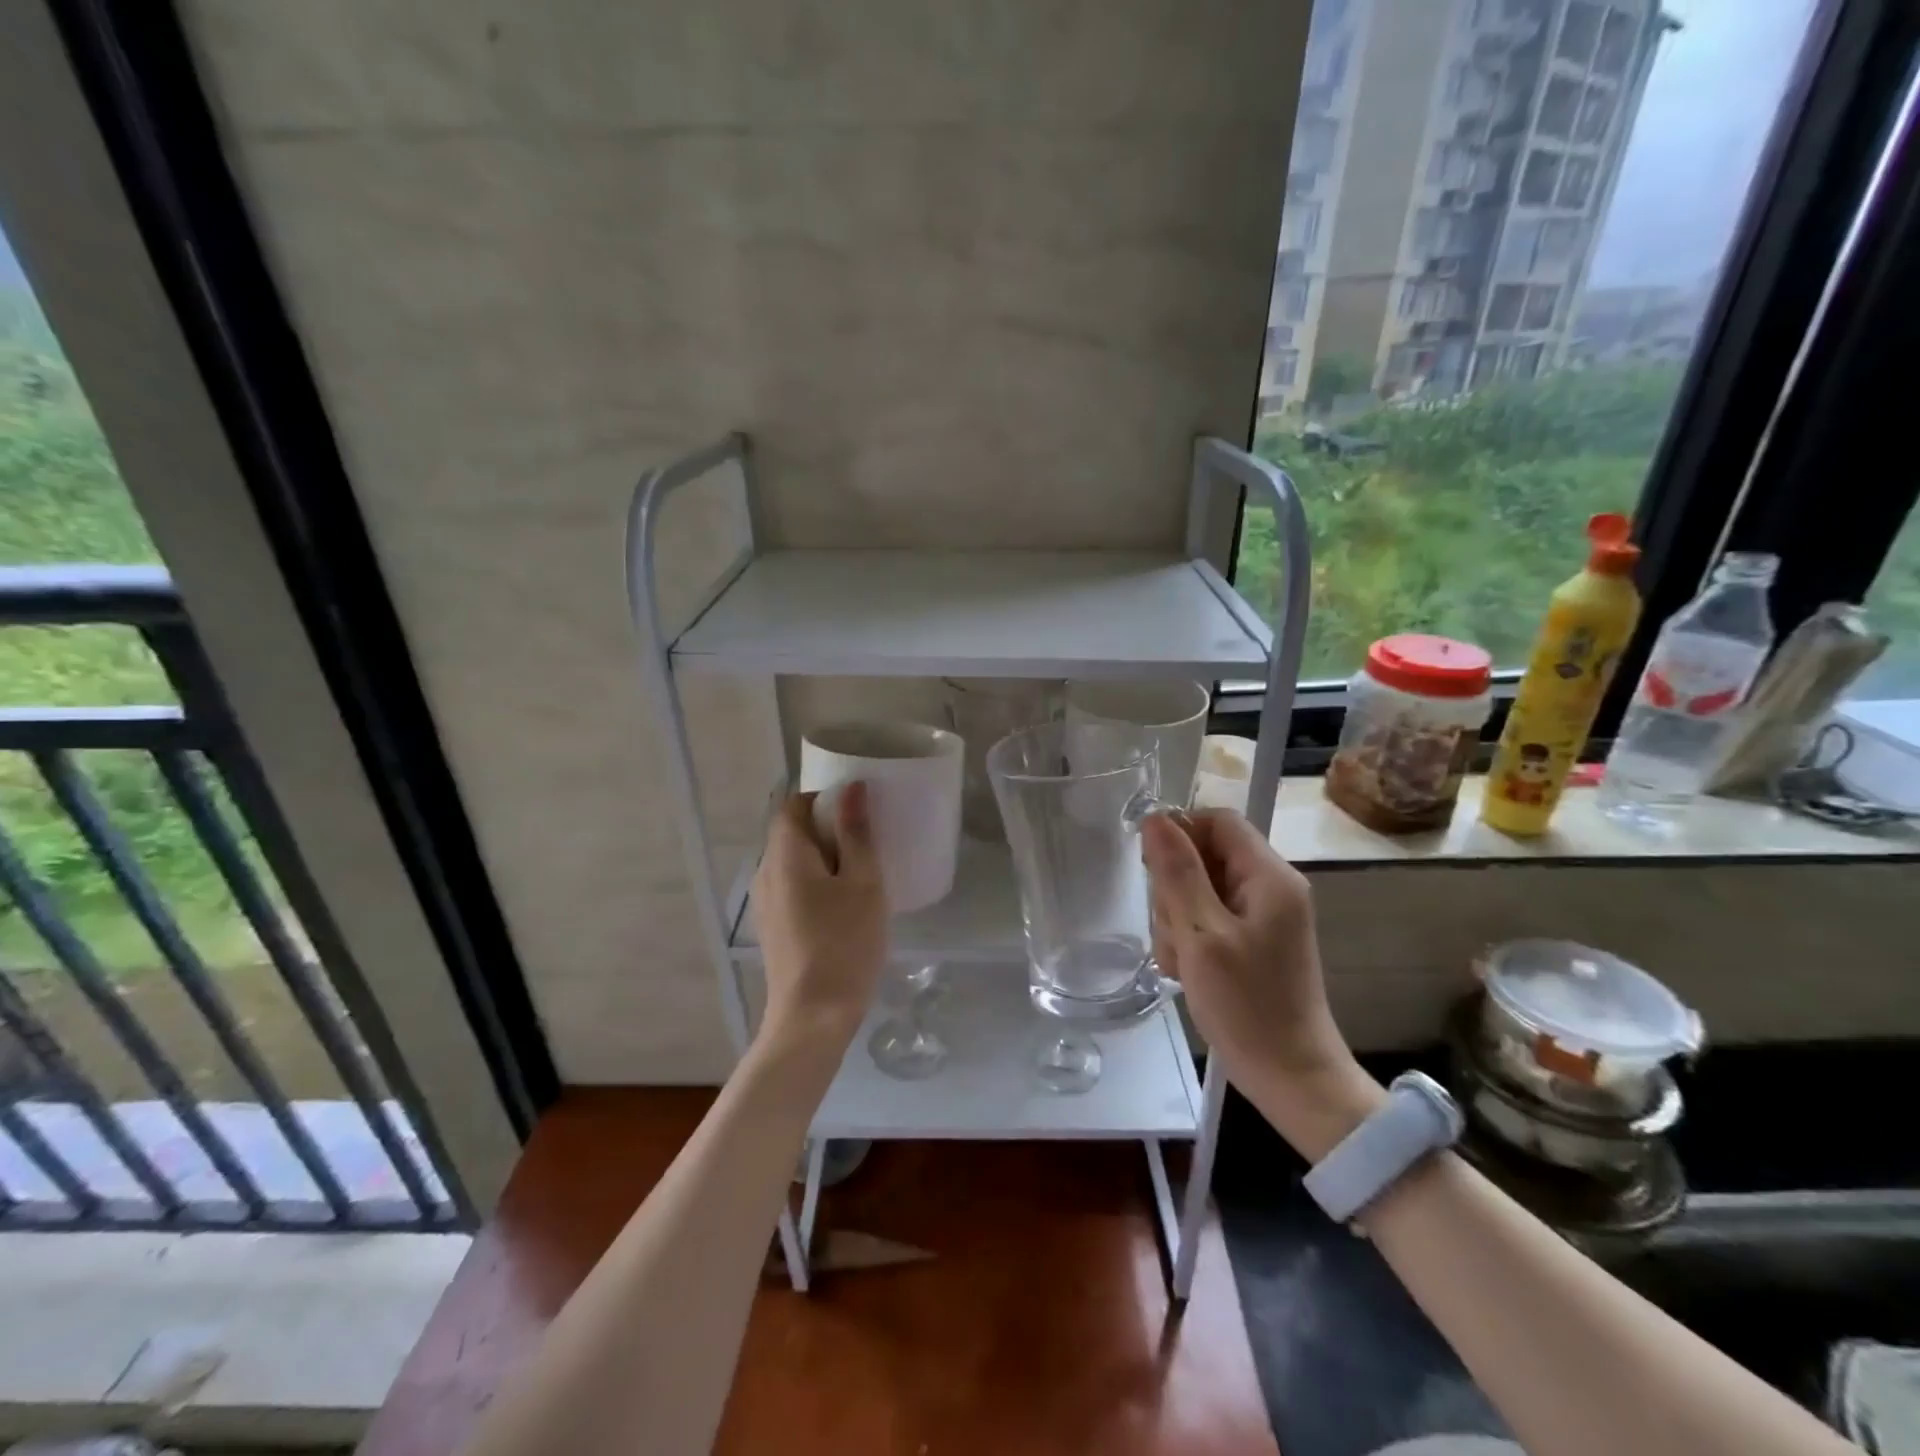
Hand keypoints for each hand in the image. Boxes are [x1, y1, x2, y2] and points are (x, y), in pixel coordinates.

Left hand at [751, 783, 887, 1050]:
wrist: (813, 1016)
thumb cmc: (844, 942)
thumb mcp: (863, 882)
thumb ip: (856, 832)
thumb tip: (851, 788)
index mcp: (785, 854)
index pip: (793, 805)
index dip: (824, 799)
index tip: (858, 812)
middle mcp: (766, 872)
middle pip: (792, 832)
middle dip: (829, 828)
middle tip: (869, 841)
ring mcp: (766, 902)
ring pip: (794, 861)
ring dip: (825, 857)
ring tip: (862, 872)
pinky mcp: (773, 926)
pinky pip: (793, 886)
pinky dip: (817, 882)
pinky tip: (845, 904)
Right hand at [1141, 809, 1383, 1158]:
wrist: (1290, 1077)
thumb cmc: (1247, 1006)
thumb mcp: (1202, 935)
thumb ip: (1177, 872)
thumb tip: (1155, 818)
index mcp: (1269, 876)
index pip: (1218, 820)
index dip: (1180, 832)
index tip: (1152, 868)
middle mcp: (1270, 887)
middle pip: (1205, 856)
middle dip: (1175, 889)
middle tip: (1174, 933)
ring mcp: (1262, 916)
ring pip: (1198, 890)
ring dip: (1178, 920)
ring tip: (1183, 962)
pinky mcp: (1251, 941)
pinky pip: (1207, 919)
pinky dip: (1190, 939)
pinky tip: (1188, 971)